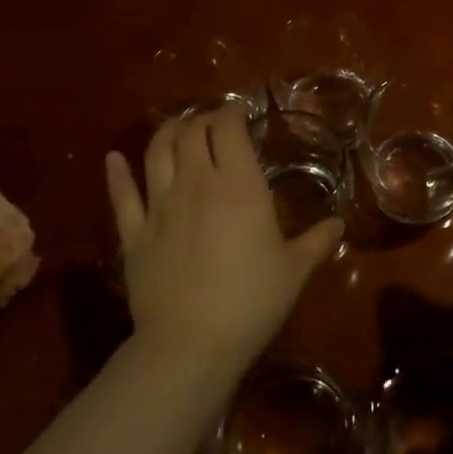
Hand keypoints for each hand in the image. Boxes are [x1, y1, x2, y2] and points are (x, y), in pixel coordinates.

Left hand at [105, 106, 342, 383]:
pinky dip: (117, 173)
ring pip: (155, 152)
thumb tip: (339, 224)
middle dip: (201, 118)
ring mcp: (160, 206)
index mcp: (239, 185)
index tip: (239, 110)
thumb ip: (318, 241)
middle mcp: (196, 183)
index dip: (231, 113)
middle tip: (212, 122)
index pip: (228, 129)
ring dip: (165, 132)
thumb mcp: (295, 270)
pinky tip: (113, 159)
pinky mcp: (134, 234)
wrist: (191, 343)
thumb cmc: (252, 301)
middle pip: (191, 132)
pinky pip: (121, 195)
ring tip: (174, 127)